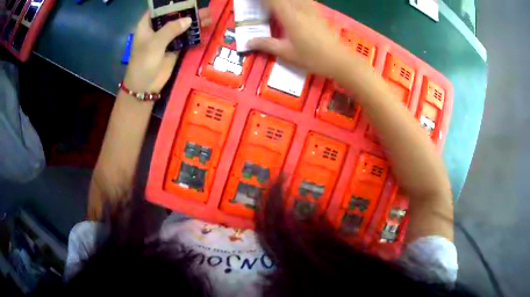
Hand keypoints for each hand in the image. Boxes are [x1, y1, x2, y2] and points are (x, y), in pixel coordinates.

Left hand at [123, 9, 211, 92]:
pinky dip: (194, 33)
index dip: (170, 4)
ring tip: (208, 17)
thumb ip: (171, 30)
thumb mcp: (155, 44)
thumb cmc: (143, 62)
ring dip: (194, 22)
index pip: (159, 9)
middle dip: (187, 11)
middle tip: (203, 8)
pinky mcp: (174, 48)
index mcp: (147, 25)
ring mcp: (166, 38)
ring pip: (181, 26)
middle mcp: (157, 29)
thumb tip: (189, 20)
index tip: (186, 0)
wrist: (145, 86)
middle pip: (173, 15)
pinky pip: (186, 37)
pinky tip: (205, 28)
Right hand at [247, 0, 348, 77]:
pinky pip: (304, 0)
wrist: (338, 59)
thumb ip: (266, 44)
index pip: (271, 0)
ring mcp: (310, 8)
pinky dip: (295, 1)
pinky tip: (292, 5)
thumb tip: (247, 42)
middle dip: (270, 1)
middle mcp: (299, 7)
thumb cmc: (312, 58)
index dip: (261, 1)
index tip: (252, 4)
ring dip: (282, 1)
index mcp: (289, 16)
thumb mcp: (286, 53)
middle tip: (263, 6)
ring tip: (273, 6)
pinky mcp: (317, 11)